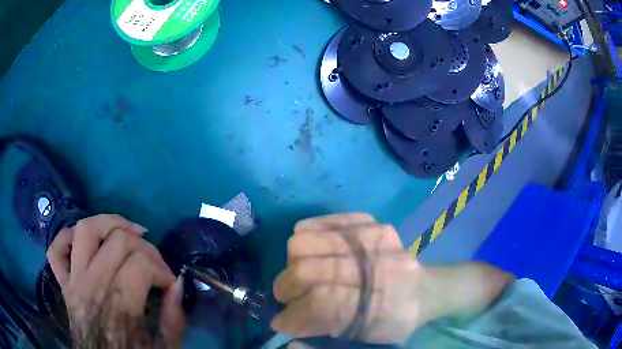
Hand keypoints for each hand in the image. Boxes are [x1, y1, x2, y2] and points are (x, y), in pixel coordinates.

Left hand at [47, 214, 184, 347]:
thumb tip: (177, 284)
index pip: (141, 265)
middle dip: (145, 248)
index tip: (170, 285)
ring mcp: (73, 282)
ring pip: (85, 230)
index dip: (163, 271)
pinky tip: (84, 242)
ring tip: (127, 232)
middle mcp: (92, 287)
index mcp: (119, 308)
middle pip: (118, 241)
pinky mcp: (64, 285)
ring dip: (108, 223)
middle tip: (155, 265)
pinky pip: (56, 250)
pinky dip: (67, 237)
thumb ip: (173, 319)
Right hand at [271, 213, 422, 343]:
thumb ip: (323, 336)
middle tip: (287, 297)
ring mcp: (373, 238)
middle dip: (285, 288)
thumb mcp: (365, 340)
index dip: (292, 316)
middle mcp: (377, 269)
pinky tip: (312, 253)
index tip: (280, 322)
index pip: (320, 305)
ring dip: (293, 263)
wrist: (425, 290)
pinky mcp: (370, 222)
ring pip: (304, 242)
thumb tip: (281, 324)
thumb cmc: (394, 322)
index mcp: (379, 306)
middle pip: (307, 271)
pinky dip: (307, 237)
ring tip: (300, 274)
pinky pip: (321, 221)